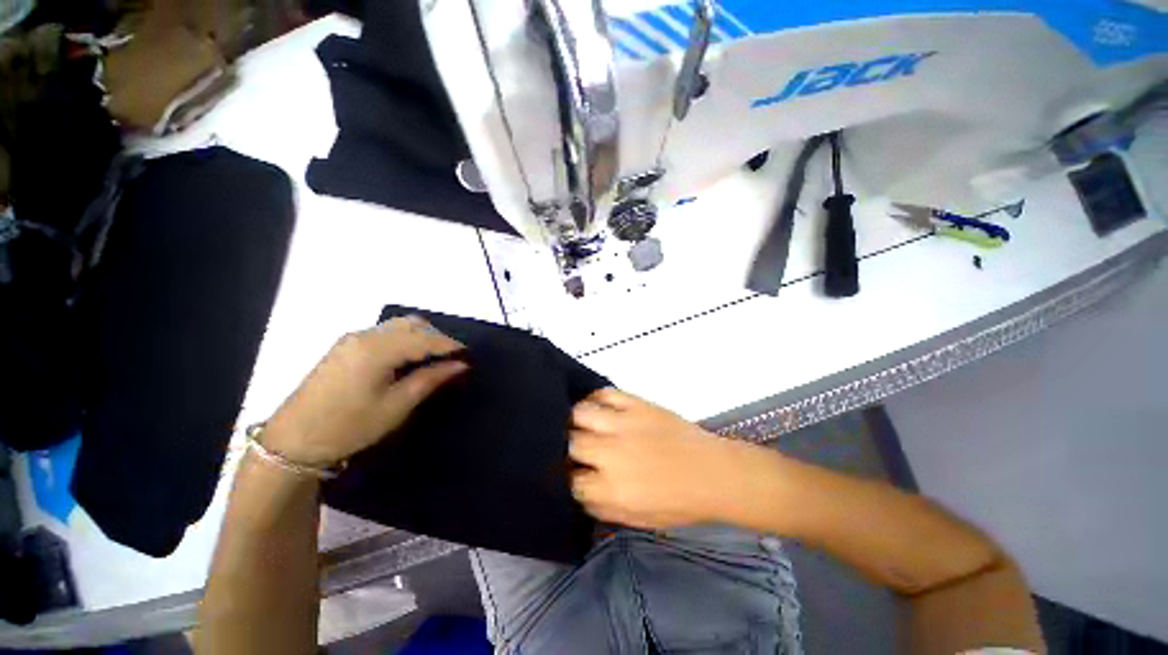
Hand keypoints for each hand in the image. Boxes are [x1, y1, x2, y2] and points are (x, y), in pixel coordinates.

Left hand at [264, 317, 467, 466]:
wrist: (293, 441)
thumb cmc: (349, 426)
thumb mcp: (396, 406)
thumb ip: (430, 379)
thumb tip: (460, 365)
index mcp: (377, 349)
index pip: (424, 338)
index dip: (450, 345)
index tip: (468, 355)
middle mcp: (365, 336)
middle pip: (412, 325)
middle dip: (437, 337)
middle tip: (452, 359)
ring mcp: (352, 339)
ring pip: (398, 326)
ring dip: (421, 336)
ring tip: (434, 358)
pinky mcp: (345, 347)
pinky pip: (384, 333)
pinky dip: (404, 339)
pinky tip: (409, 357)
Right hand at [568, 389, 762, 530]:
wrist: (712, 473)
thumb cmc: (678, 502)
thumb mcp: (637, 519)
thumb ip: (601, 507)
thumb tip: (578, 490)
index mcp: (612, 489)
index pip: (571, 481)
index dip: (570, 478)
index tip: (574, 474)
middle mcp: (611, 454)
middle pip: (571, 444)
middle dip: (568, 448)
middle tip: (576, 449)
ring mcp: (624, 424)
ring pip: (581, 414)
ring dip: (575, 421)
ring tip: (581, 425)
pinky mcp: (637, 405)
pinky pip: (606, 393)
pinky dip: (595, 398)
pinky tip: (597, 407)